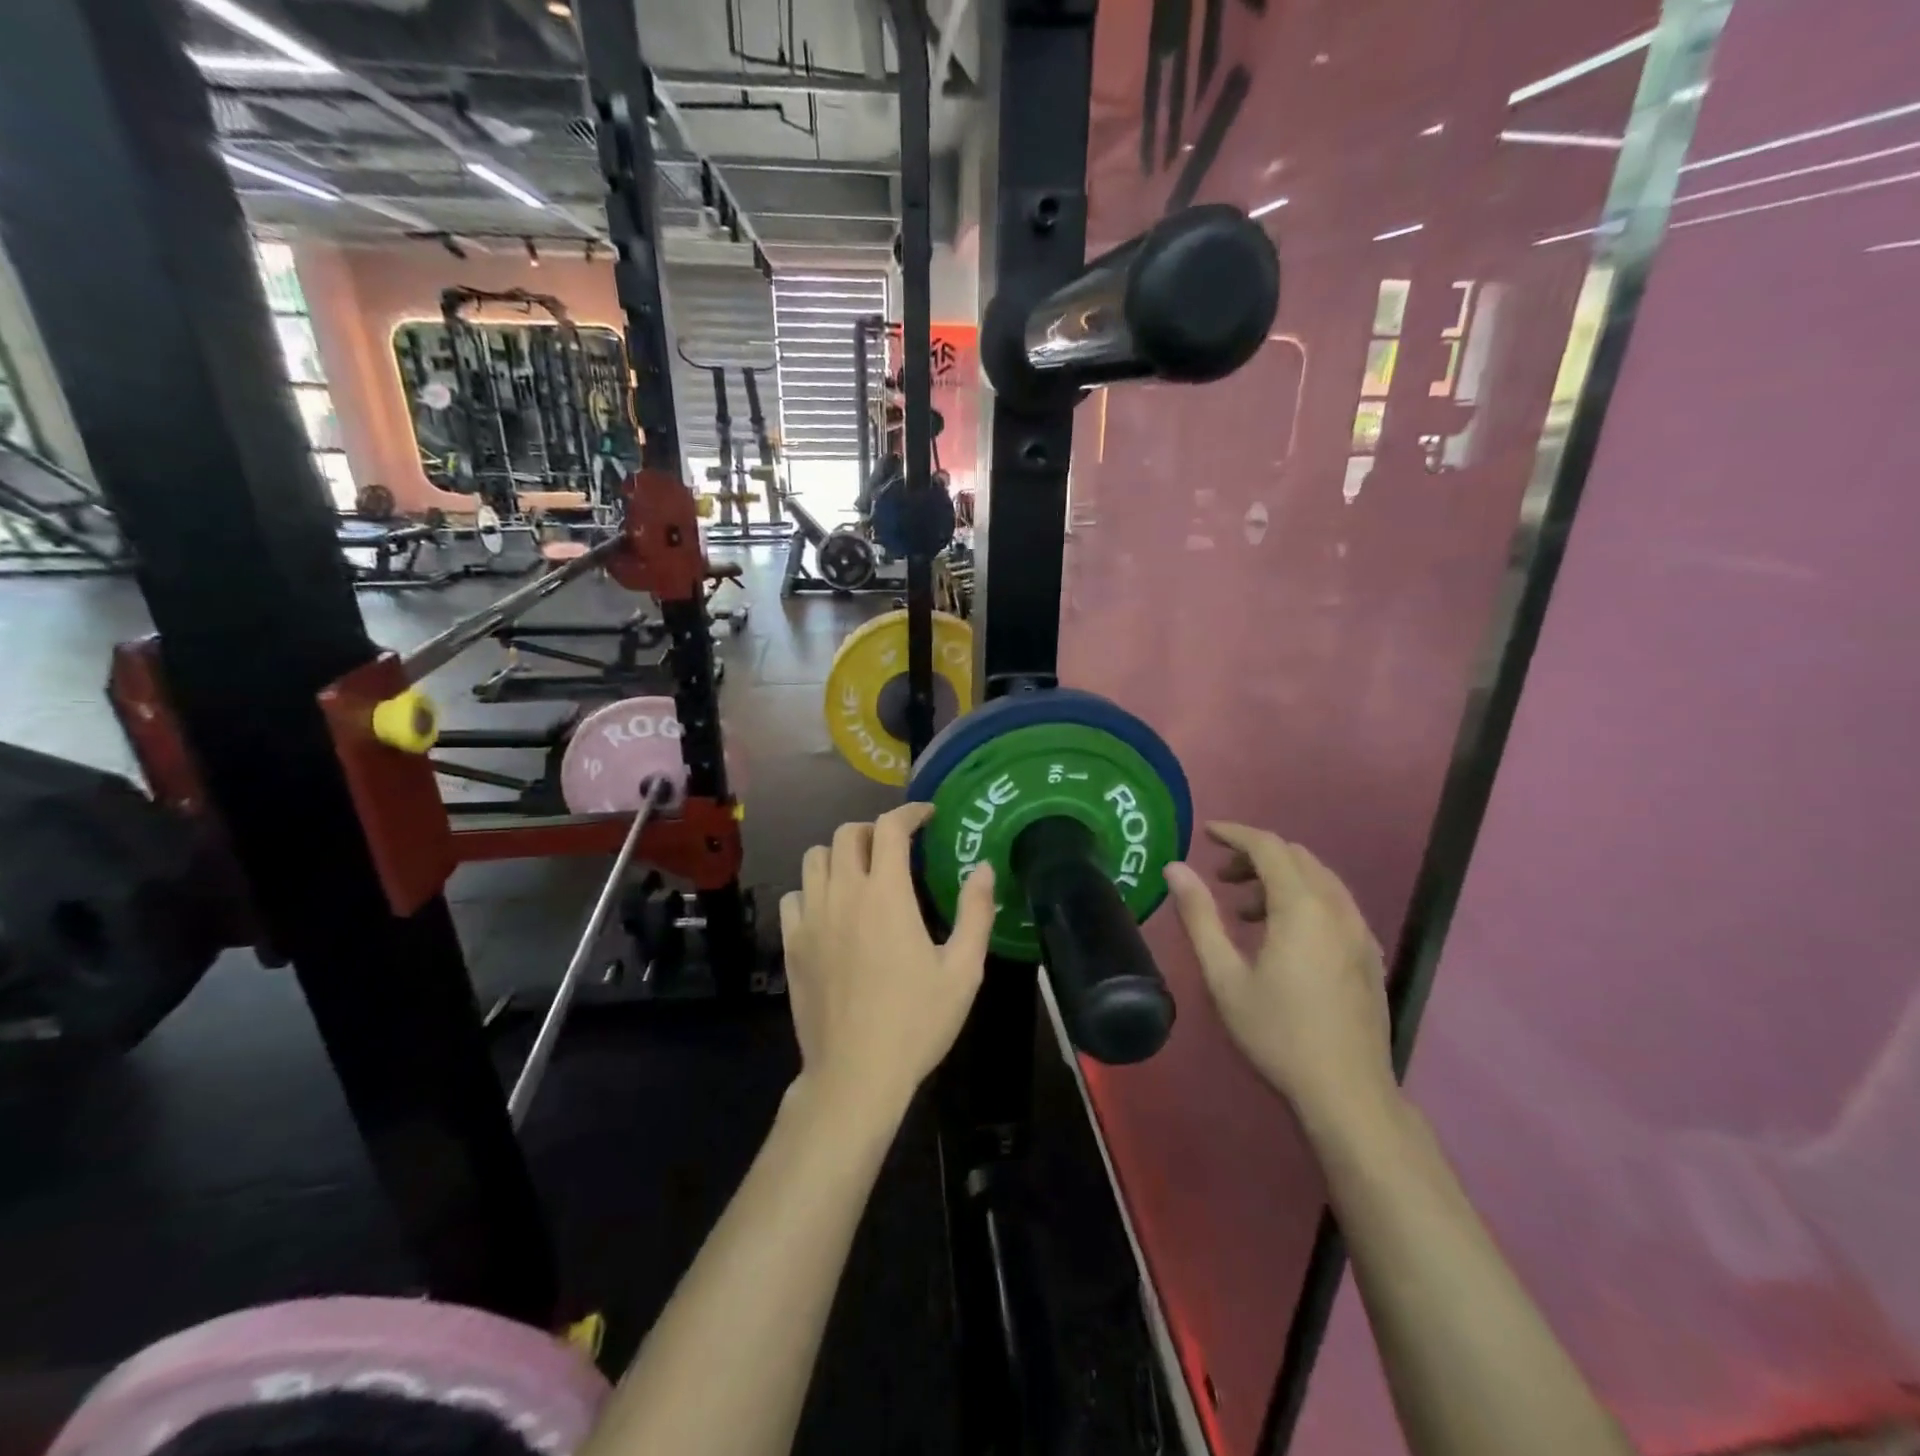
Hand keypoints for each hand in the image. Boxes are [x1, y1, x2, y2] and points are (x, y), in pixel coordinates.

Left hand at [780, 803, 996, 1119]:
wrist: (856, 1074)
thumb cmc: (916, 1022)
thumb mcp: (963, 970)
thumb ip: (975, 912)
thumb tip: (984, 868)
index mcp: (886, 895)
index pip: (889, 828)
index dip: (909, 812)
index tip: (926, 816)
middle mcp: (843, 894)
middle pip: (847, 834)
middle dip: (874, 829)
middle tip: (896, 847)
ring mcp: (811, 918)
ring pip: (815, 858)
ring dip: (840, 854)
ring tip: (861, 873)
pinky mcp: (791, 944)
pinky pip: (794, 896)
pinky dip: (812, 889)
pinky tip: (831, 909)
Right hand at [1163, 823, 1396, 1135]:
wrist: (1348, 1093)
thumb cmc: (1277, 1033)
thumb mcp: (1224, 976)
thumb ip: (1199, 916)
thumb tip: (1175, 869)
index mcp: (1302, 908)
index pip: (1268, 847)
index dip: (1235, 834)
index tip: (1206, 834)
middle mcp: (1337, 908)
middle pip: (1296, 857)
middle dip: (1256, 856)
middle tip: (1221, 878)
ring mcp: (1360, 932)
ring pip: (1319, 879)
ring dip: (1280, 879)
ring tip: (1245, 912)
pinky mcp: (1370, 955)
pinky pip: (1335, 904)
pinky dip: (1304, 899)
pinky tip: (1284, 936)